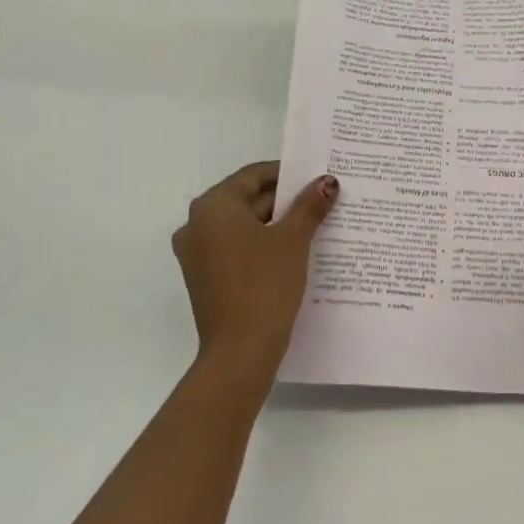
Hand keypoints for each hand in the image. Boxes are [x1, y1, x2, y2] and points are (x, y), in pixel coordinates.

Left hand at [173, 162, 337, 371]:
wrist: (241, 350)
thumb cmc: (265, 284)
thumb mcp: (293, 240)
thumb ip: (309, 206)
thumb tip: (327, 181)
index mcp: (213, 206)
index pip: (253, 176)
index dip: (287, 174)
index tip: (316, 178)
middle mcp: (197, 224)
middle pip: (247, 200)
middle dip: (285, 201)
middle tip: (322, 203)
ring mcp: (197, 254)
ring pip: (243, 227)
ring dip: (276, 225)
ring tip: (314, 227)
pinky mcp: (206, 278)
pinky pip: (236, 250)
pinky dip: (262, 246)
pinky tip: (293, 255)